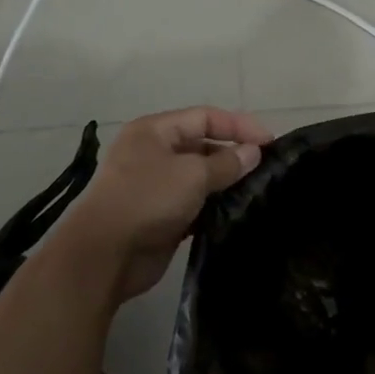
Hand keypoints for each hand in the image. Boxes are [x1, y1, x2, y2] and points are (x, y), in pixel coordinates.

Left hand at [65, 106, 272, 299]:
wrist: (104, 256)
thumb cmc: (147, 200)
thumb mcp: (191, 175)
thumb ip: (226, 162)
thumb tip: (253, 152)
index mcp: (155, 131)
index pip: (204, 117)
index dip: (238, 125)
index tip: (269, 142)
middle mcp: (154, 153)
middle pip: (202, 145)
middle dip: (233, 154)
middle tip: (267, 169)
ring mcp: (156, 186)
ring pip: (200, 177)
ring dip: (226, 183)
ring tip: (258, 191)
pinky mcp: (161, 216)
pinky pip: (194, 203)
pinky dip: (214, 206)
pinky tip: (237, 213)